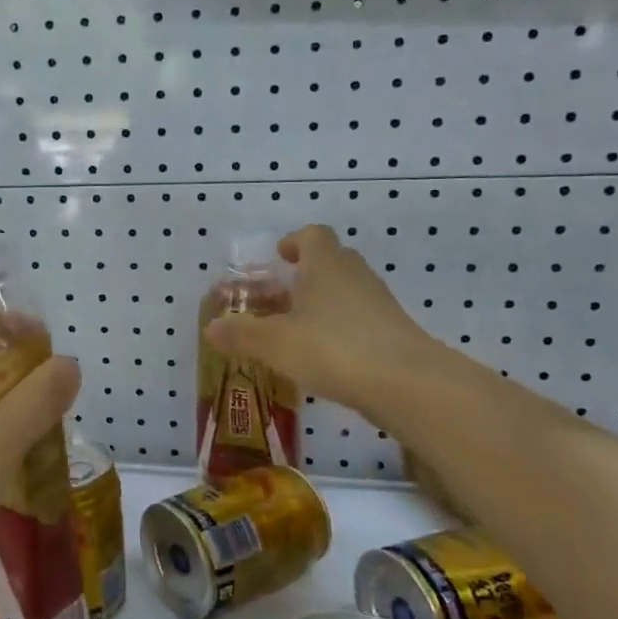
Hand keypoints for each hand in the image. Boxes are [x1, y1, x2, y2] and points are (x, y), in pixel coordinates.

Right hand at [204, 225, 438, 417]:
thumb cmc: (332, 348)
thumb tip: (211, 328)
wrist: (406, 382)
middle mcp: (353, 275)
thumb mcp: (274, 343)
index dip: (294, 242)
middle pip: (329, 262)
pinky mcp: (393, 331)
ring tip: (294, 331)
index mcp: (324, 264)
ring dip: (320, 304)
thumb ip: (241, 334)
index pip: (312, 235)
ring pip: (344, 292)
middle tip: (278, 297)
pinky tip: (323, 356)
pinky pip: (359, 319)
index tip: (279, 256)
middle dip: (303, 276)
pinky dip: (339, 329)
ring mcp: (378, 303)